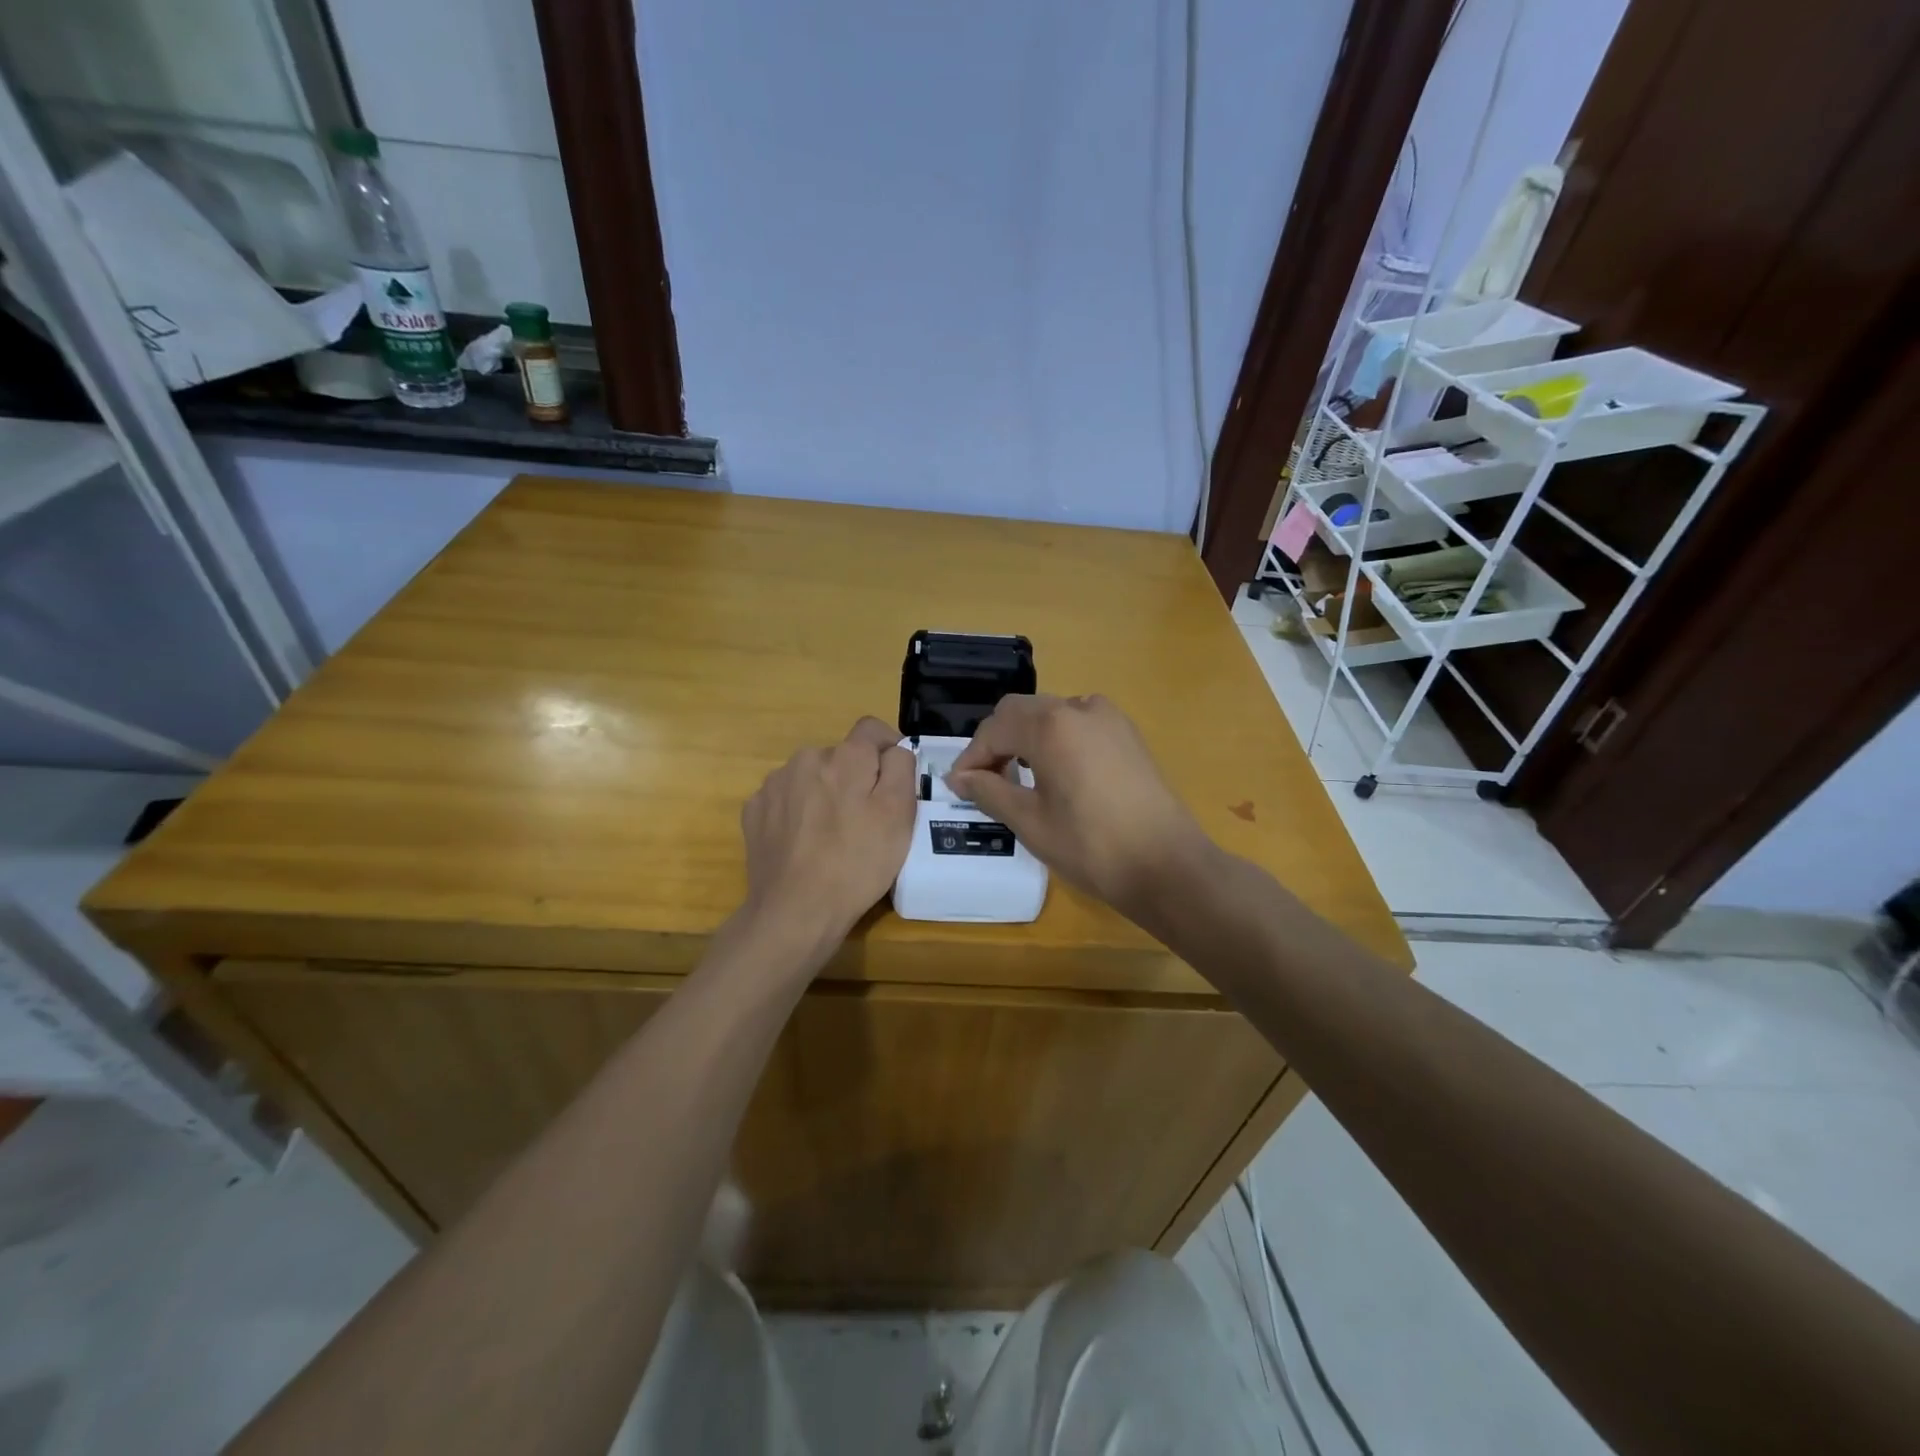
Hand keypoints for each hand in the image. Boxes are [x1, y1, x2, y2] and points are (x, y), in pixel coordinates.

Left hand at [739, 717, 915, 956]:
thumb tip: (893, 749)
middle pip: (840, 756)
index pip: (871, 729)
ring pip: (811, 777)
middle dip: (855, 778)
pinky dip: (798, 812)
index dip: (889, 749)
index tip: (896, 780)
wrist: (795, 912)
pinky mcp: (754, 810)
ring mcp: (774, 785)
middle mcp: (805, 758)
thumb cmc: (857, 864)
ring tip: (833, 835)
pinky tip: (805, 844)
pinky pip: (786, 799)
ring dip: (824, 794)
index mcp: (845, 757)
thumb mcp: (899, 815)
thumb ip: (901, 768)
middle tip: (866, 820)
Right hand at [946, 694, 1212, 921]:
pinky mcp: (1128, 734)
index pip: (995, 728)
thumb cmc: (1090, 846)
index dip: (971, 756)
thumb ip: (989, 791)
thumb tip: (959, 778)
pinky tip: (1055, 775)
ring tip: (1017, 779)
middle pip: (1022, 712)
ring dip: (1026, 739)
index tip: (958, 786)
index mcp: (1051, 725)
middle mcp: (1079, 708)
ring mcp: (1109, 718)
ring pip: (1051, 715)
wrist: (1166, 865)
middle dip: (997, 742)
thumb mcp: (1030, 821)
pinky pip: (1079, 725)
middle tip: (984, 782)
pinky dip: (1056, 740)